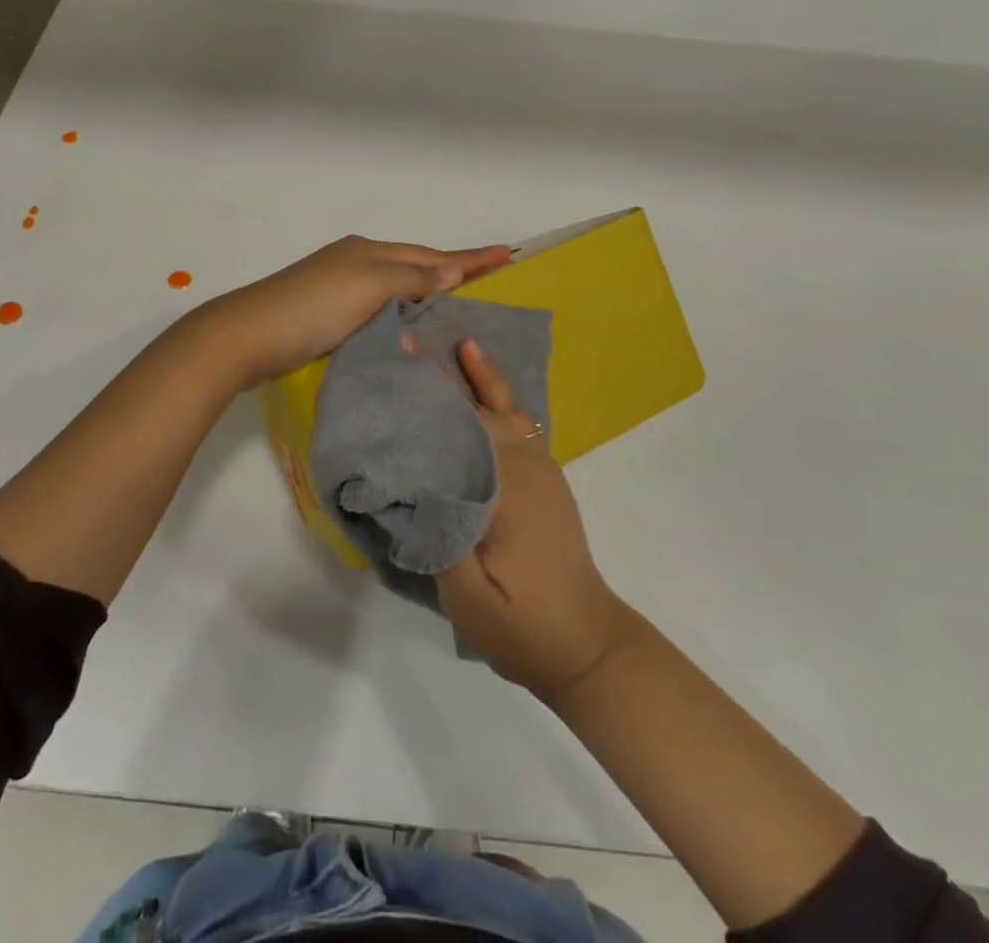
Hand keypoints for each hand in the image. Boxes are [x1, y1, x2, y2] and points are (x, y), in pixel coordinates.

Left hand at [202, 236, 510, 386]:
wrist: (247, 336)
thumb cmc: (312, 308)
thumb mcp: (368, 287)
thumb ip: (411, 280)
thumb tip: (451, 273)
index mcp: (369, 252)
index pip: (432, 256)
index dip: (470, 258)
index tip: (508, 253)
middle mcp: (357, 263)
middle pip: (416, 266)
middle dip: (452, 272)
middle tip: (491, 279)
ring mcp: (340, 288)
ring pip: (398, 287)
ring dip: (428, 294)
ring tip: (460, 304)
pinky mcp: (328, 315)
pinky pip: (380, 307)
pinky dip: (403, 313)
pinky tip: (412, 326)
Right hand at [436, 339, 634, 701]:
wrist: (587, 648)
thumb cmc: (522, 624)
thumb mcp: (467, 594)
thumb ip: (438, 532)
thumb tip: (410, 480)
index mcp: (506, 485)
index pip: (462, 421)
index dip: (429, 387)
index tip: (401, 354)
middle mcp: (526, 465)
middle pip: (482, 407)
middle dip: (448, 373)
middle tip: (412, 341)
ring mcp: (541, 470)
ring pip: (507, 410)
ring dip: (480, 378)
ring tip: (458, 344)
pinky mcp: (545, 481)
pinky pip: (519, 426)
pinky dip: (500, 400)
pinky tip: (483, 393)